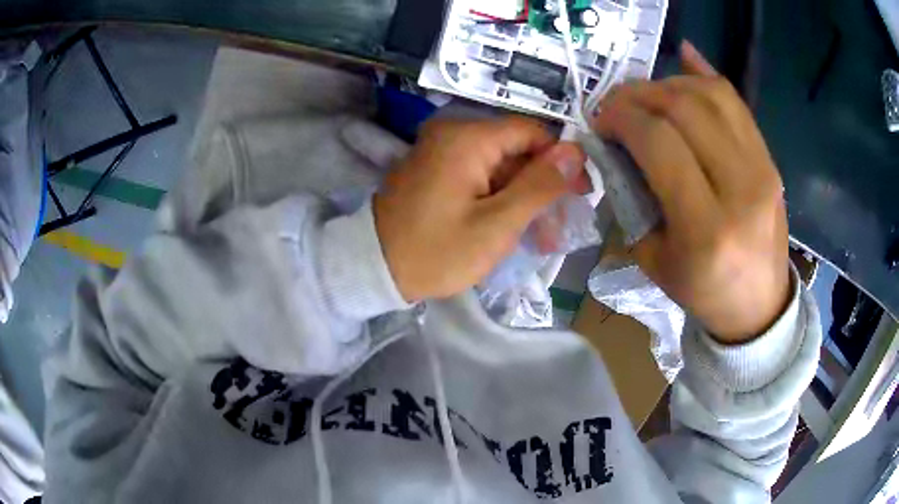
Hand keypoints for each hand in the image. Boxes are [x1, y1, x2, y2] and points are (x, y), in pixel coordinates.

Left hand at [374, 117, 585, 301]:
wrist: (374, 268)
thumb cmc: (436, 252)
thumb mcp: (496, 224)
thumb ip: (539, 186)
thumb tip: (576, 152)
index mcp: (468, 138)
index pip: (533, 132)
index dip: (561, 159)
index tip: (580, 192)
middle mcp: (454, 133)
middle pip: (516, 148)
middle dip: (543, 184)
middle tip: (561, 223)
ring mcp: (442, 151)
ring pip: (500, 164)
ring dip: (523, 196)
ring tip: (543, 234)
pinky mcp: (437, 169)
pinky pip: (480, 175)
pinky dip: (500, 197)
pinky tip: (514, 226)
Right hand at [592, 41, 790, 342]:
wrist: (759, 305)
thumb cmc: (703, 291)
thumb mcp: (654, 258)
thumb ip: (632, 197)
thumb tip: (617, 143)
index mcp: (706, 229)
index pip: (660, 143)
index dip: (622, 118)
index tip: (601, 120)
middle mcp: (741, 190)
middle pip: (685, 109)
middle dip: (640, 94)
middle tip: (617, 102)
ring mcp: (763, 170)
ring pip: (712, 95)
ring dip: (669, 83)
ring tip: (648, 95)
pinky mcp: (771, 160)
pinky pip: (736, 102)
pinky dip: (705, 76)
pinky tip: (684, 62)